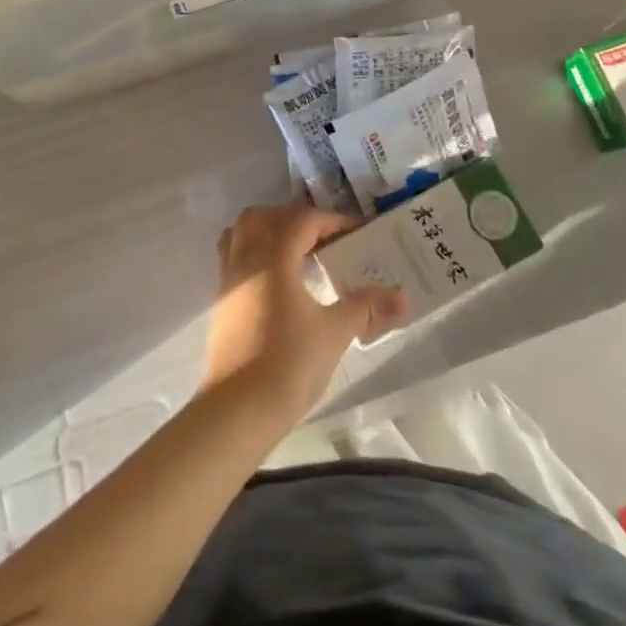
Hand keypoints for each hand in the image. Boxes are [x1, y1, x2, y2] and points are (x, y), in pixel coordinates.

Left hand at [201, 202, 407, 422]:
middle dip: (295, 220)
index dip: (333, 221)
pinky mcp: (221, 302)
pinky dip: (254, 254)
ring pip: (242, 233)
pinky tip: (276, 281)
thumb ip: (366, 308)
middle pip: (265, 217)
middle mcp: (246, 258)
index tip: (358, 233)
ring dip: (269, 232)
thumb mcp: (334, 332)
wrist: (238, 409)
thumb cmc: (289, 363)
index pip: (302, 220)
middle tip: (324, 239)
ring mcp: (228, 279)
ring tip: (297, 253)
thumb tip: (403, 297)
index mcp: (274, 256)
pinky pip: (233, 258)